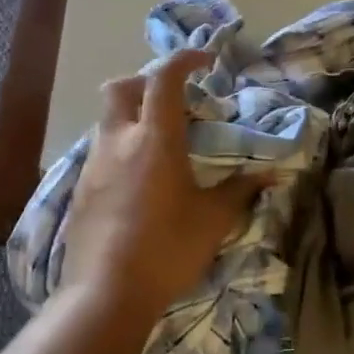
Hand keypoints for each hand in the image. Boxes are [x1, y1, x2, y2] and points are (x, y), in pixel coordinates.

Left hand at [62, 50, 264, 318]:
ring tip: (159, 145)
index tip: (205, 61)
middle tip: (174, 102)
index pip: (164, 78)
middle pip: (122, 87)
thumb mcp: (214, 219)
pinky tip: (138, 180)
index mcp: (155, 139)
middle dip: (146, 82)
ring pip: (108, 120)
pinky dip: (121, 148)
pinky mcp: (80, 190)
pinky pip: (100, 152)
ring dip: (133, 117)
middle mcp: (118, 141)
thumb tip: (273, 173)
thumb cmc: (168, 249)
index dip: (185, 59)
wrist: (106, 294)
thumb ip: (241, 190)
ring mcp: (93, 165)